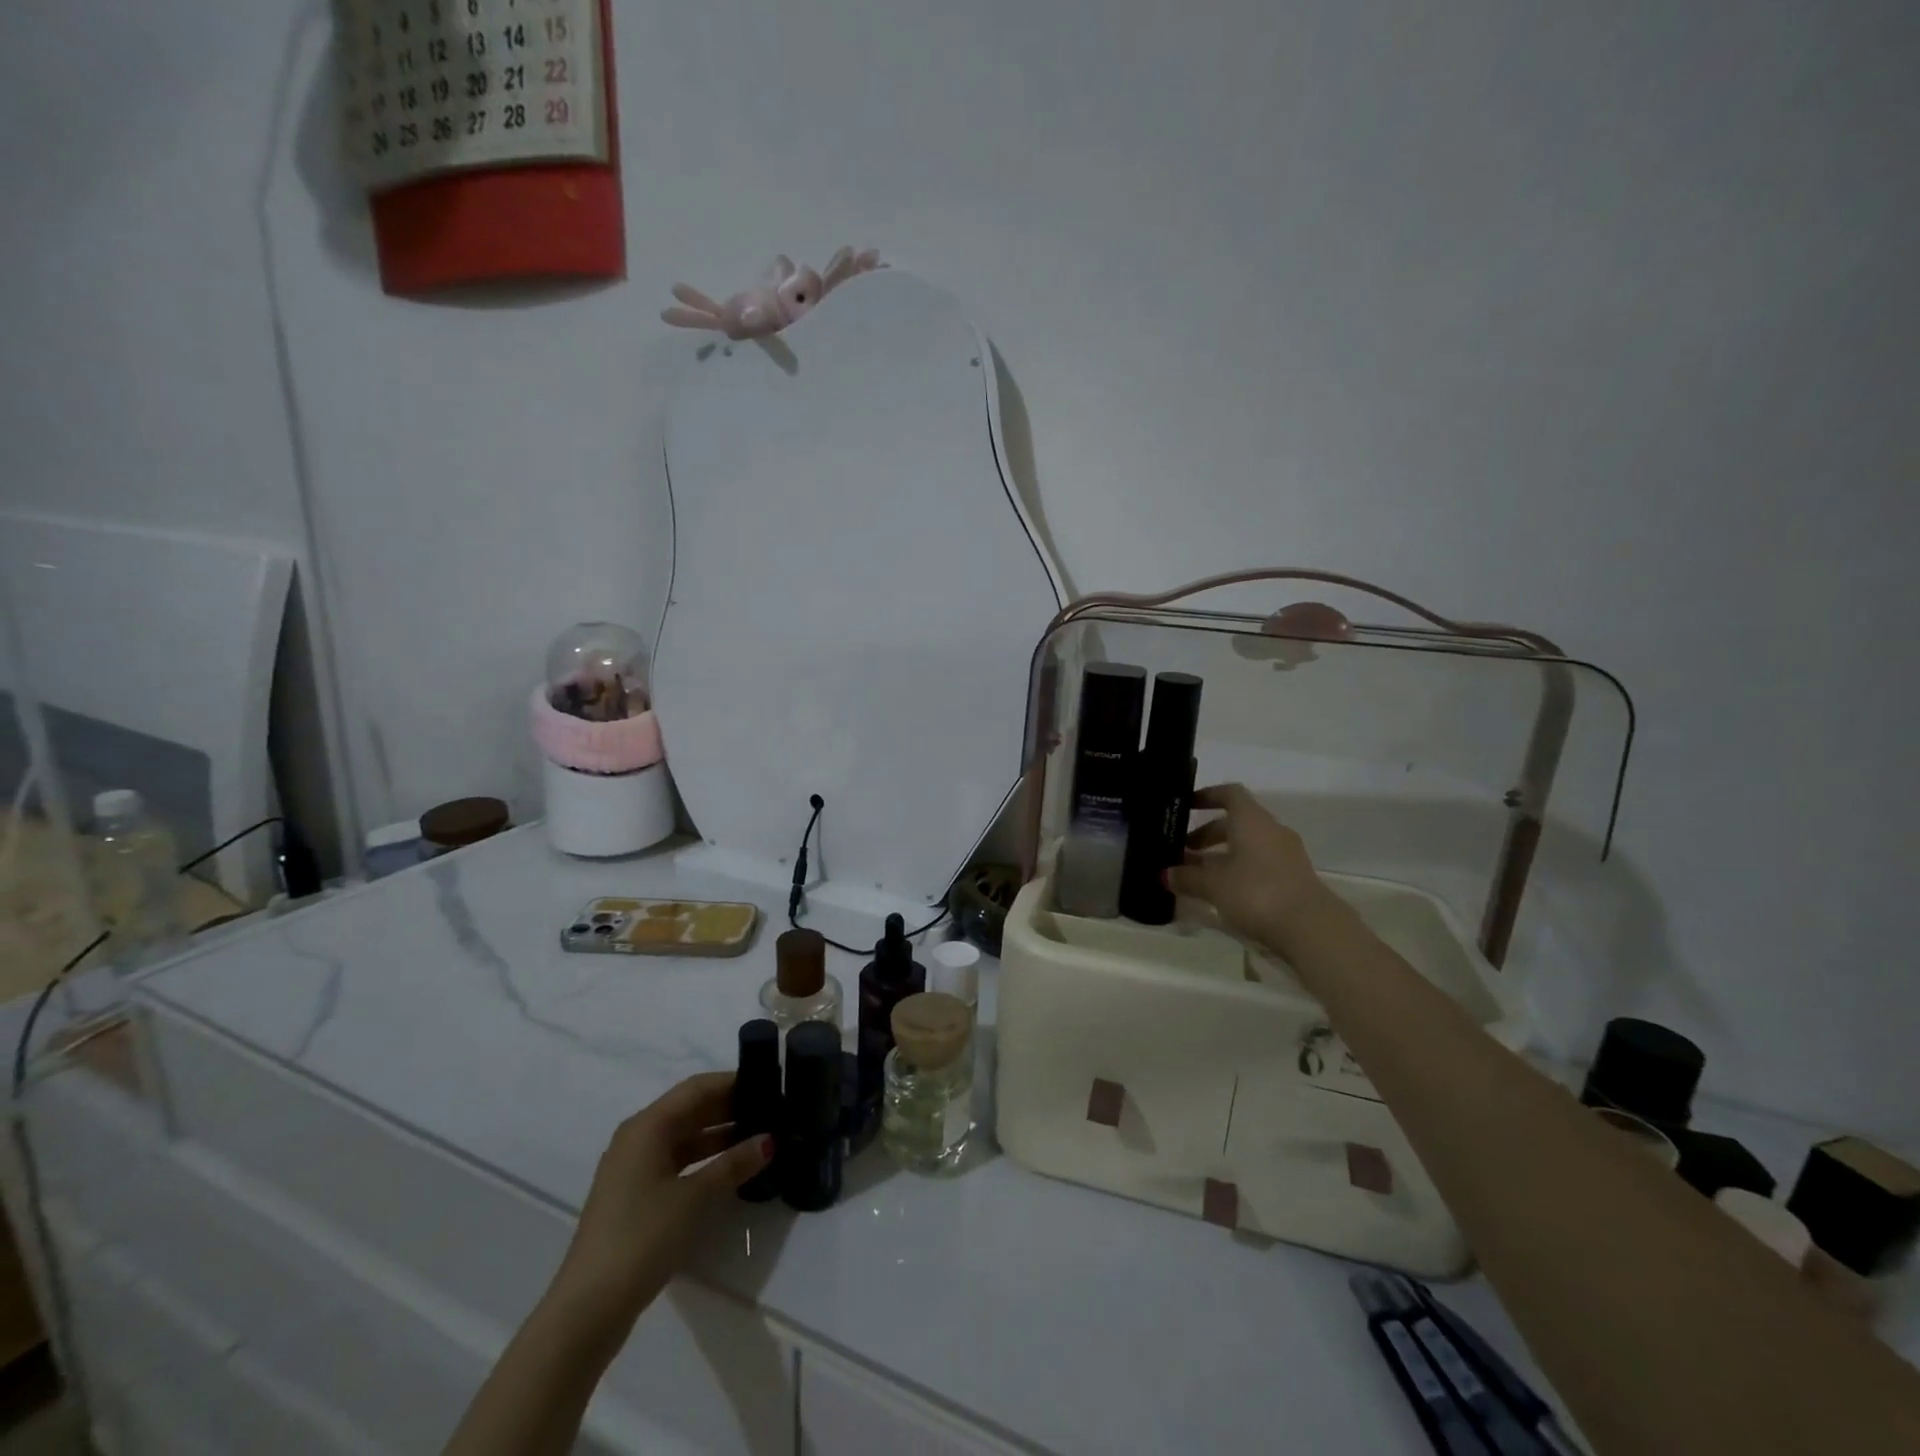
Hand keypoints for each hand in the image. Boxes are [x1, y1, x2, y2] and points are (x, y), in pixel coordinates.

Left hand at [553, 1073, 771, 1327]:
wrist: (588, 1308)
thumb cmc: (642, 1237)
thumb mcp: (695, 1198)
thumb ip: (733, 1164)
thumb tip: (770, 1139)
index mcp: (647, 1126)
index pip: (697, 1088)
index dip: (732, 1082)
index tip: (767, 1083)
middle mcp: (637, 1138)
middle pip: (689, 1109)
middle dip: (729, 1108)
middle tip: (771, 1110)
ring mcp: (633, 1168)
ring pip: (683, 1137)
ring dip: (719, 1135)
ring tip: (759, 1136)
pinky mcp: (634, 1196)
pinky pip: (676, 1161)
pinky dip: (703, 1159)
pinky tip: (730, 1168)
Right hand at [1168, 784, 1336, 954]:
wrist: (1311, 928)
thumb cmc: (1257, 892)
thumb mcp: (1214, 885)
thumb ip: (1187, 877)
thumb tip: (1165, 874)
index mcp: (1252, 820)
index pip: (1230, 794)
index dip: (1207, 796)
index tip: (1186, 805)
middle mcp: (1271, 831)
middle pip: (1236, 822)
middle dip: (1207, 834)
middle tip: (1182, 850)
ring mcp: (1286, 855)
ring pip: (1247, 845)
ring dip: (1221, 854)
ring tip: (1197, 874)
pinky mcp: (1293, 878)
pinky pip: (1259, 864)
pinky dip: (1238, 870)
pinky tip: (1221, 891)